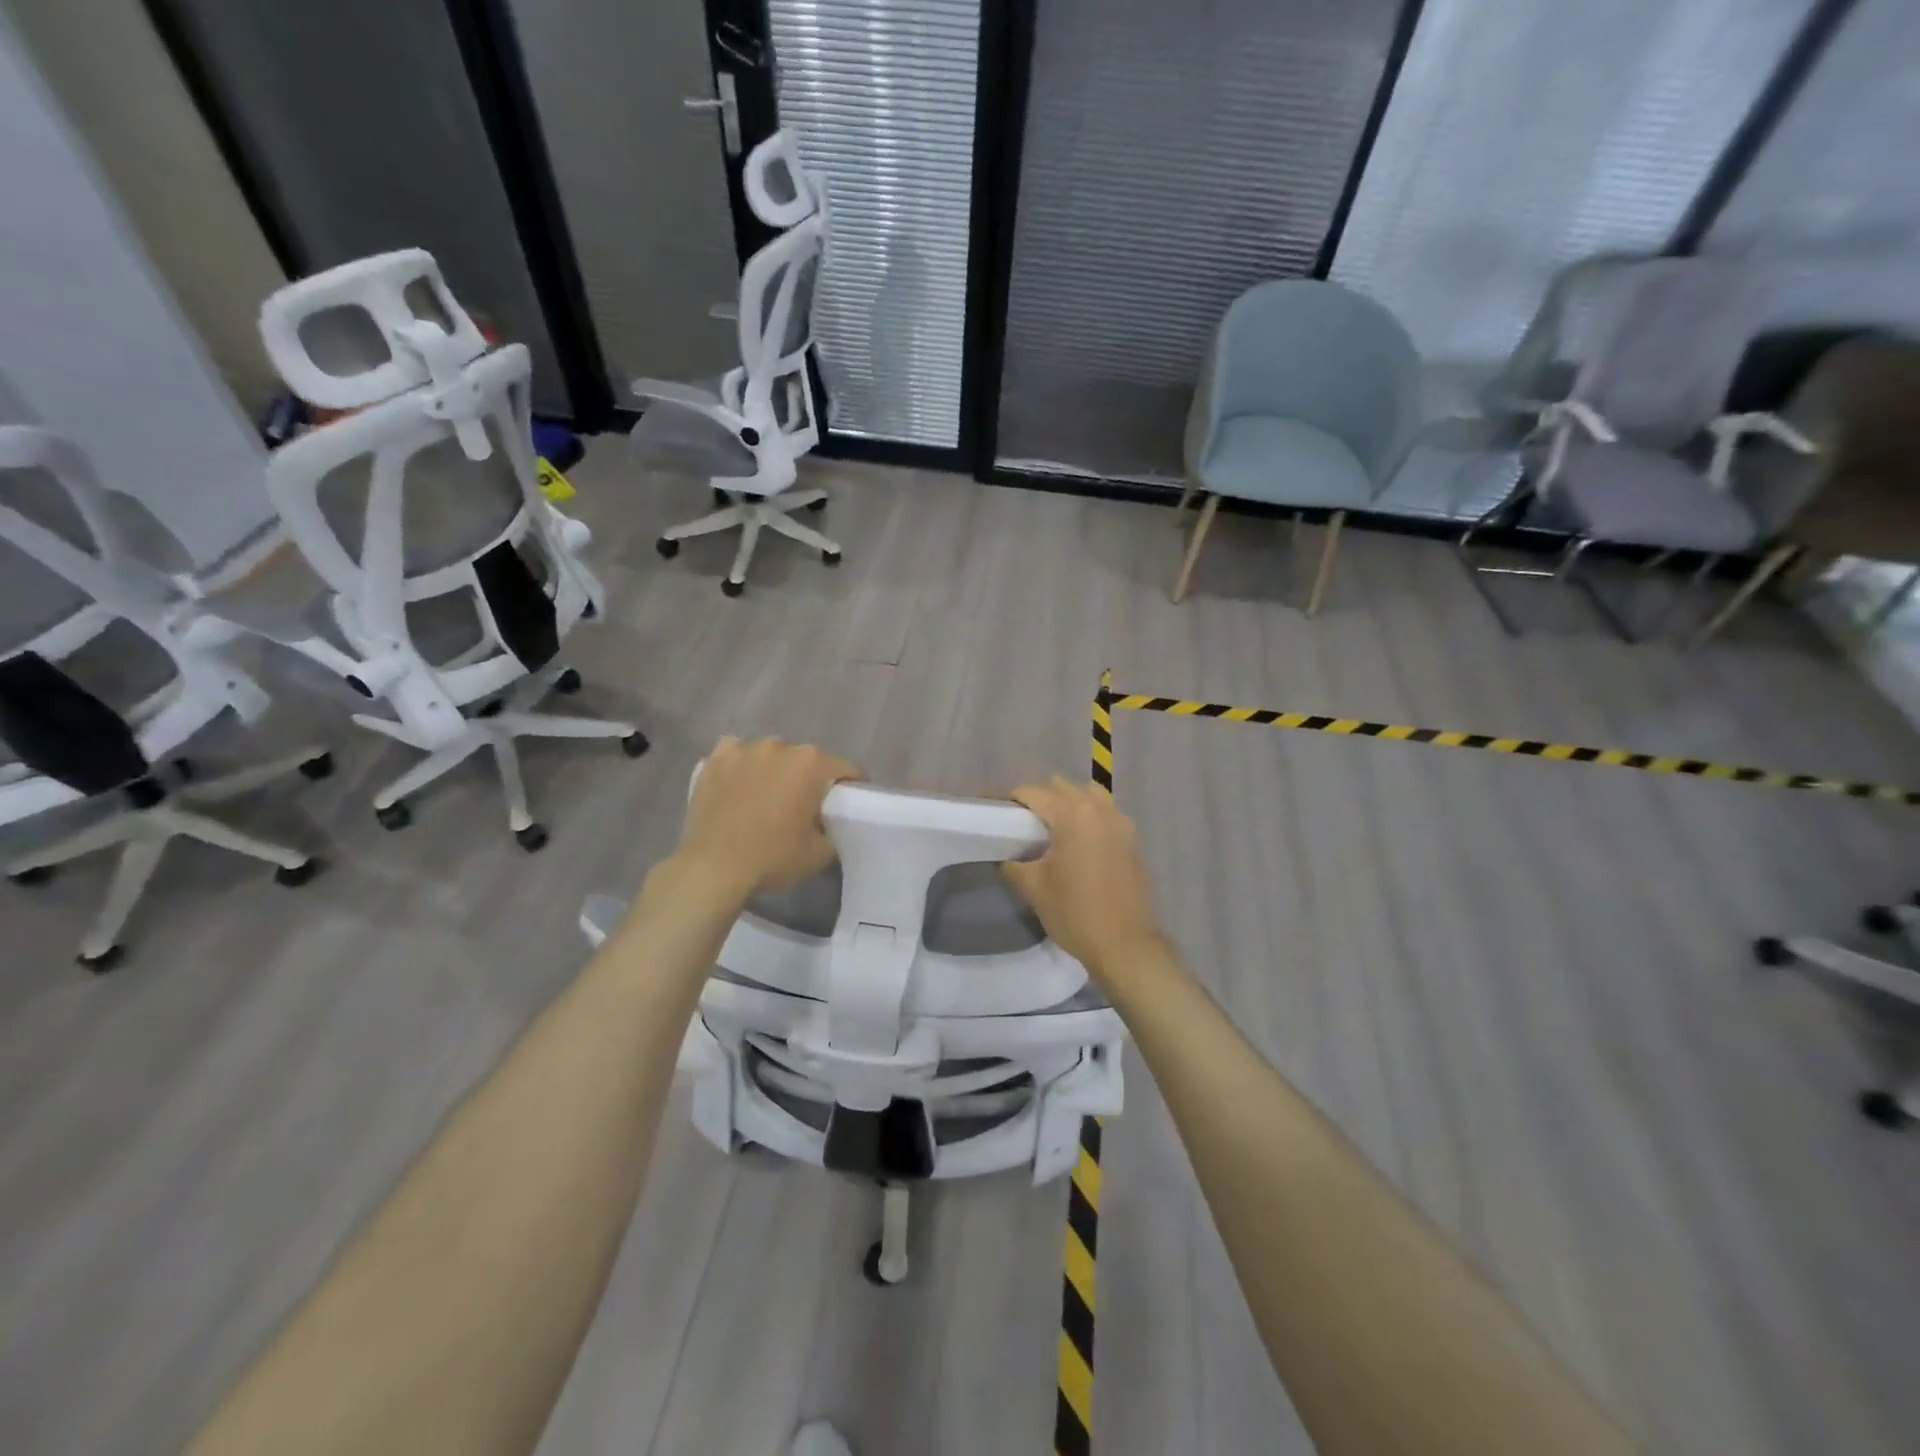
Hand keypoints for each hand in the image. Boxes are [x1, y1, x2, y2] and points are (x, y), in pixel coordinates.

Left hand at [674, 737, 862, 898]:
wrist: (713, 868)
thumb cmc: (772, 857)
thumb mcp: (819, 853)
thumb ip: (832, 830)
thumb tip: (826, 826)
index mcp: (811, 764)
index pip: (845, 769)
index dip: (850, 787)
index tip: (847, 804)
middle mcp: (780, 746)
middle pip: (805, 760)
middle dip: (808, 778)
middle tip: (803, 805)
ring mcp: (743, 749)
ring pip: (770, 755)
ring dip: (774, 770)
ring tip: (767, 795)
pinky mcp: (714, 760)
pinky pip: (736, 754)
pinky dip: (741, 766)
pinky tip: (738, 784)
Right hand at [1000, 777, 1164, 982]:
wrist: (1124, 945)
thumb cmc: (1075, 913)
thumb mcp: (1033, 888)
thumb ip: (1012, 864)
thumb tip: (1002, 856)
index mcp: (1073, 815)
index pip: (1033, 792)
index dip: (1010, 799)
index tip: (996, 812)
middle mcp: (1099, 809)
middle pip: (1061, 787)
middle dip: (1038, 798)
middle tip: (1021, 823)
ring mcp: (1120, 822)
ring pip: (1087, 795)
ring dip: (1066, 803)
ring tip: (1051, 829)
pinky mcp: (1131, 839)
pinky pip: (1104, 813)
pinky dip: (1087, 817)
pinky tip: (1076, 843)